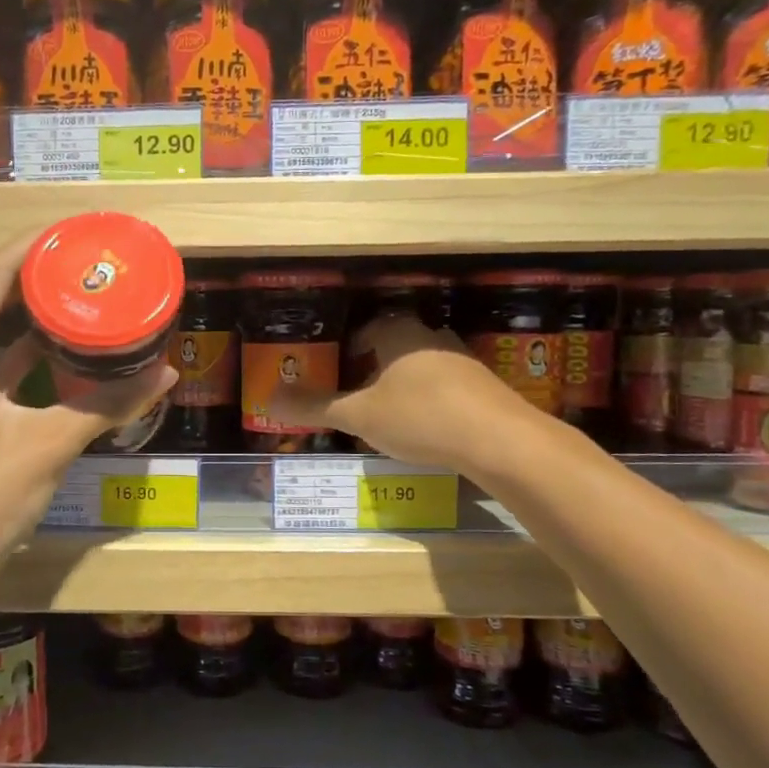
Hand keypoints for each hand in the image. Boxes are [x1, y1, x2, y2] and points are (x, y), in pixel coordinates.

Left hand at [0, 231, 178, 594]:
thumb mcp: (50, 446)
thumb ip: (108, 405)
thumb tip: (165, 373)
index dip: (29, 243)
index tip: (74, 233)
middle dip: (3, 256)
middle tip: (58, 261)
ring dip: (4, 292)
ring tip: (62, 288)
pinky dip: (9, 335)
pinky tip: (56, 344)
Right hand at [271, 313, 526, 473]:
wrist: (500, 441)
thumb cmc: (420, 416)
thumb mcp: (359, 415)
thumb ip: (315, 407)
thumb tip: (268, 400)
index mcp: (400, 334)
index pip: (369, 326)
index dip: (350, 344)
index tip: (337, 367)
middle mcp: (432, 338)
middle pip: (397, 342)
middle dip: (376, 364)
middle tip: (357, 391)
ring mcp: (463, 361)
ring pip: (424, 364)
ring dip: (405, 381)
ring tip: (387, 410)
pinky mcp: (485, 387)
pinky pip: (447, 386)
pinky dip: (430, 399)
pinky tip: (425, 426)